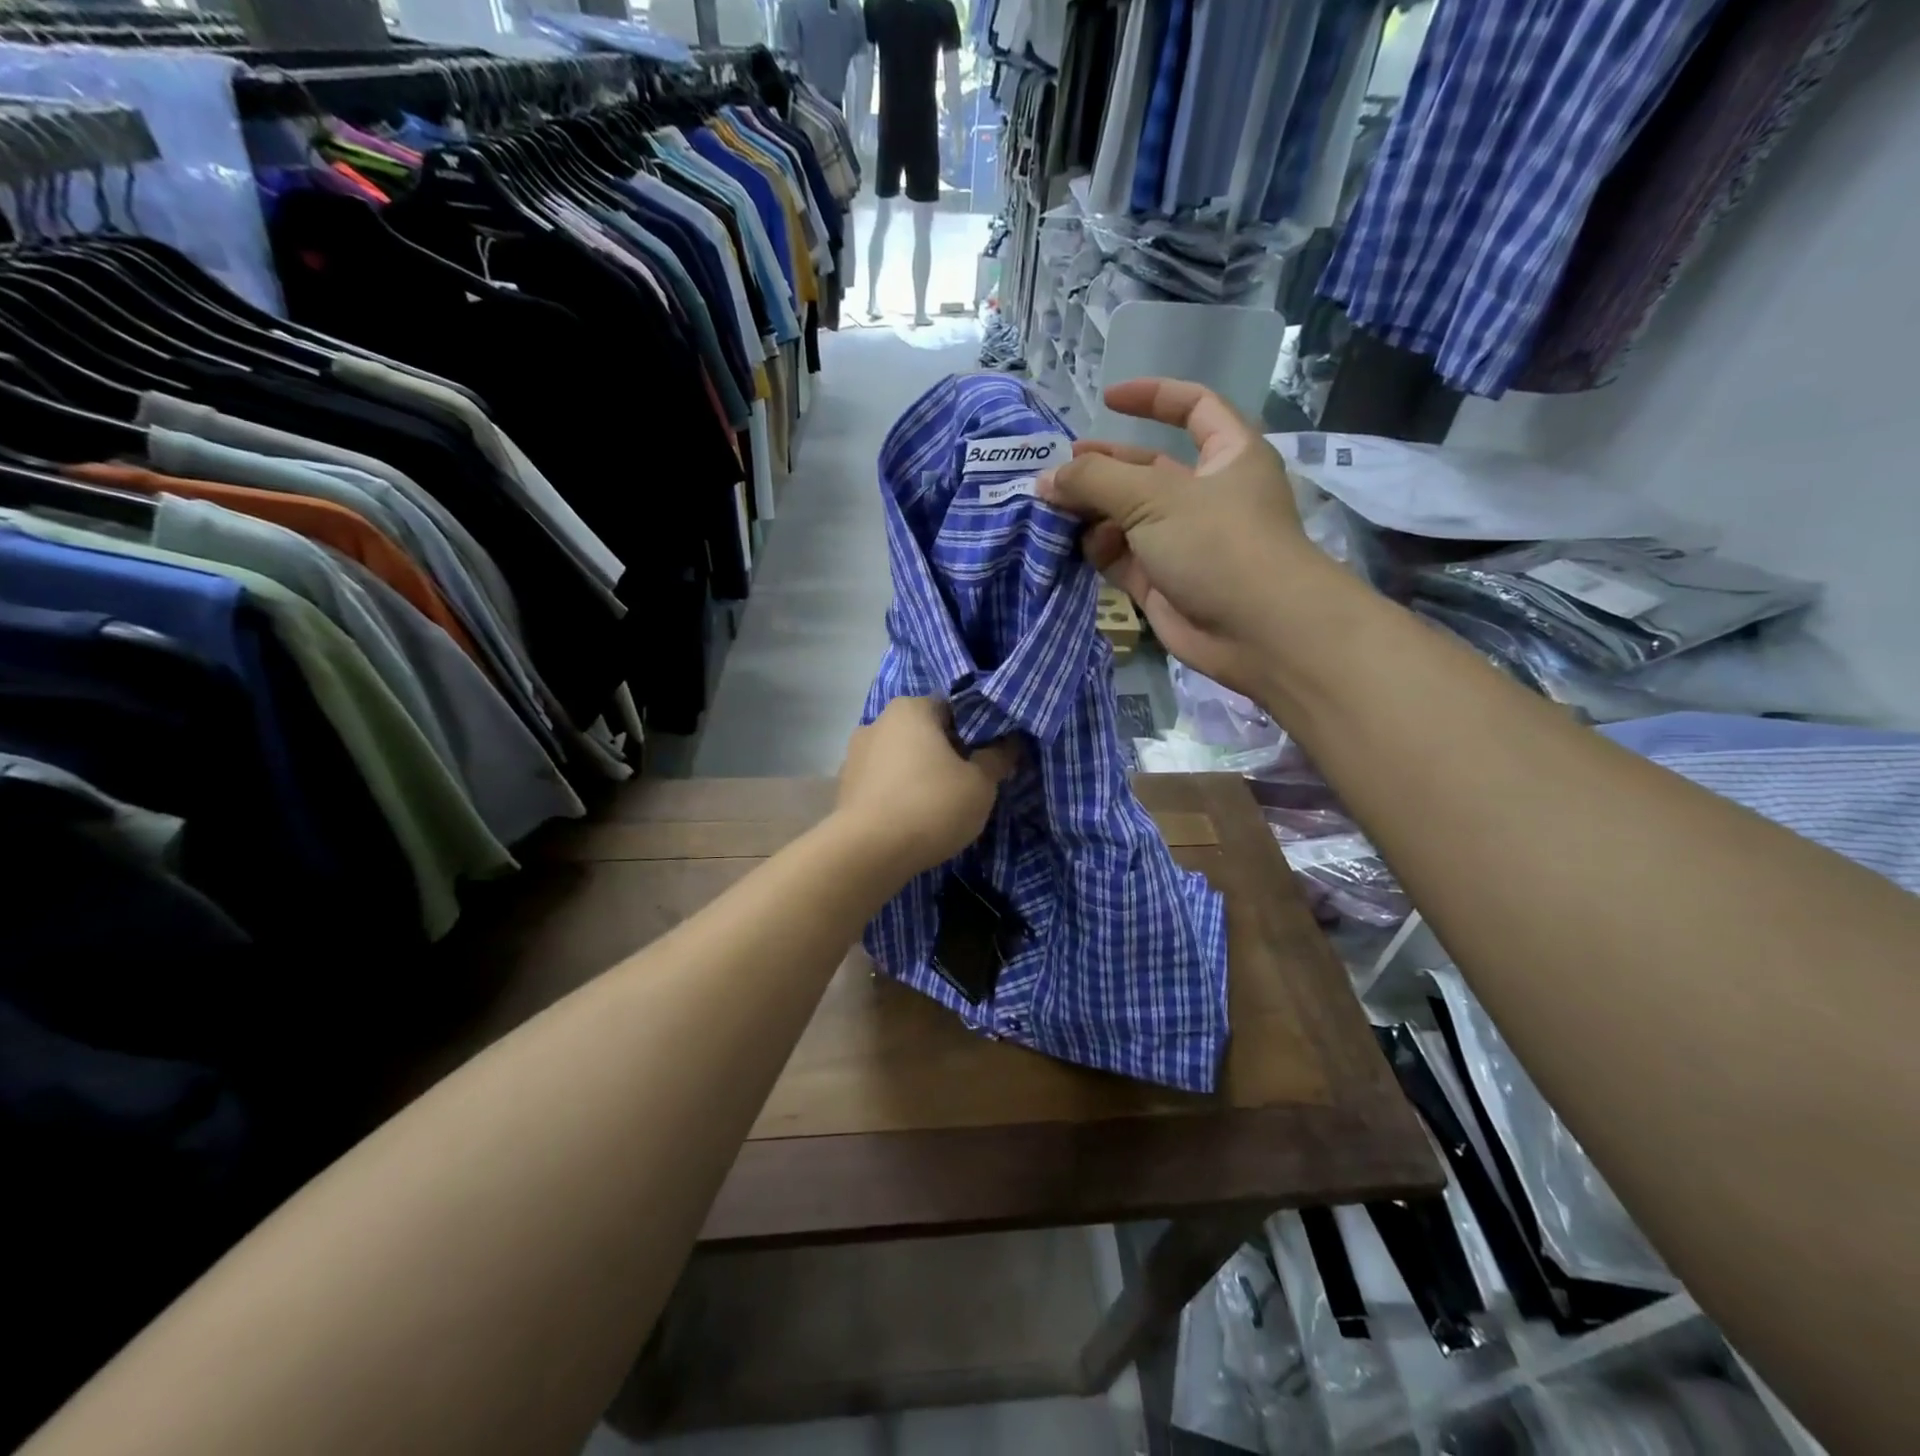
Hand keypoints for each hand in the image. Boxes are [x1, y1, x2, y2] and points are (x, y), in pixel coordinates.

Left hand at [836, 698, 1018, 876]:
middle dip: (945, 754)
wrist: (868, 853)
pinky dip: (898, 794)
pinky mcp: (844, 787)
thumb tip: (1009, 743)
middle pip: (924, 733)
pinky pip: (882, 783)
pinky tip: (911, 819)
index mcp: (911, 708)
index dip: (975, 732)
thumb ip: (997, 758)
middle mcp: (877, 722)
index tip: (988, 759)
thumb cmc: (931, 806)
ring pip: (900, 759)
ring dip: (919, 775)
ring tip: (939, 806)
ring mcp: (854, 754)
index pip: (952, 709)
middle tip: (968, 784)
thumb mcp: (980, 784)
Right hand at [1037, 379, 1329, 699]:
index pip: (1192, 407)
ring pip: (1126, 516)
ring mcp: (1181, 541)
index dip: (1152, 397)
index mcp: (1226, 455)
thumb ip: (1096, 480)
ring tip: (1050, 509)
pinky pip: (1120, 556)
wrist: (1255, 631)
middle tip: (1055, 471)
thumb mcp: (1155, 497)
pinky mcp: (1161, 581)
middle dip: (1101, 467)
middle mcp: (1204, 494)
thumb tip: (1047, 476)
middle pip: (1144, 469)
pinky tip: (1069, 544)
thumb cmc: (1217, 543)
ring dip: (1090, 511)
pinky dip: (1096, 549)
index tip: (1107, 400)